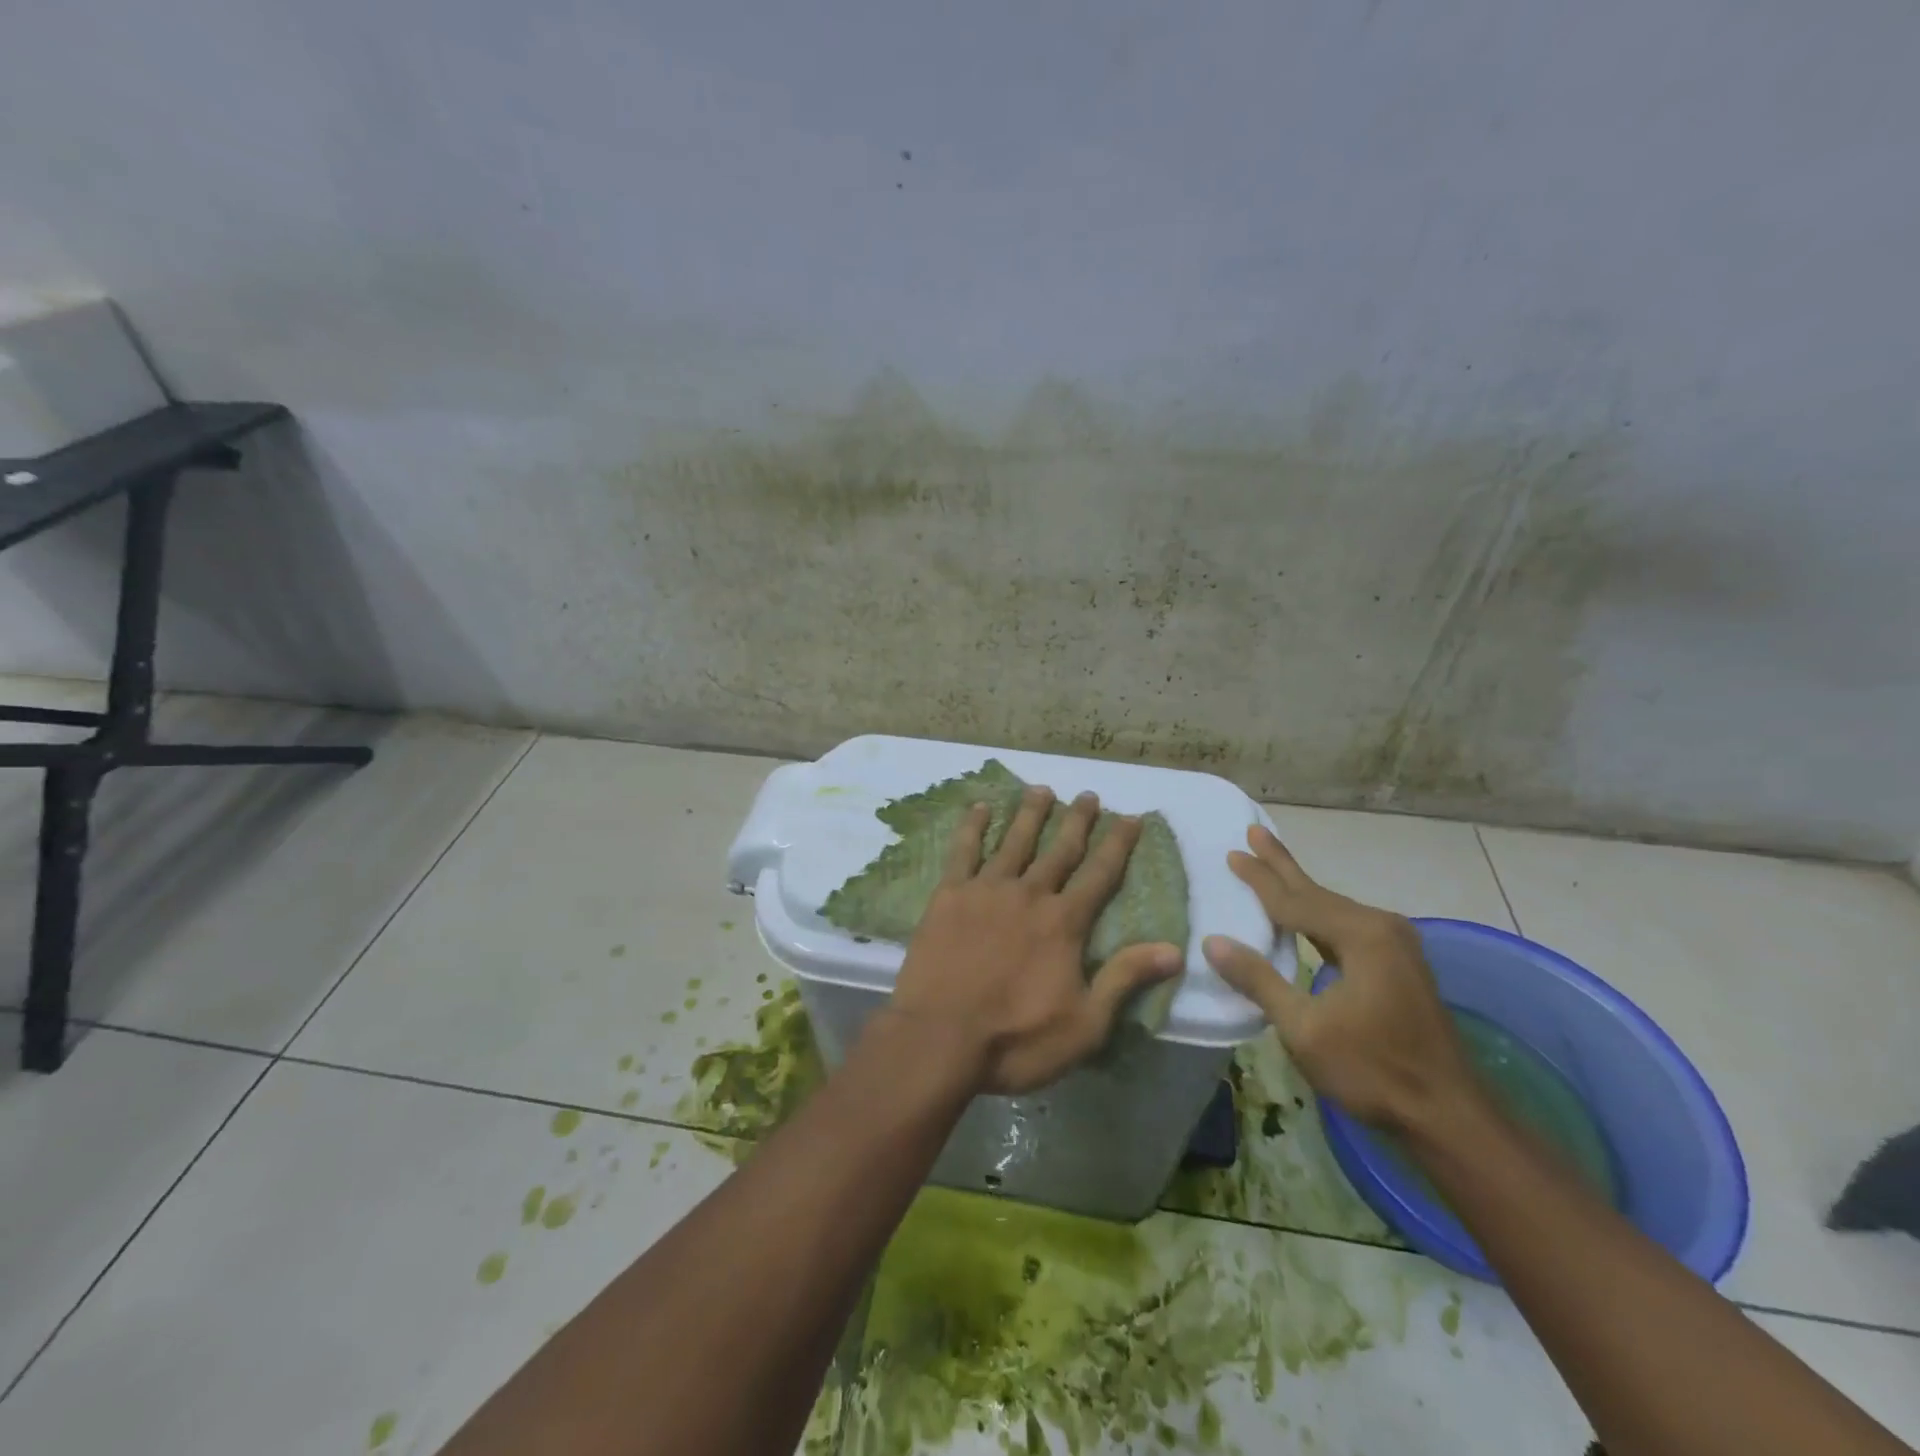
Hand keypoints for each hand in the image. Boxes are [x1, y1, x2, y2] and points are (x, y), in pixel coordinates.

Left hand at [884, 786, 1182, 1093]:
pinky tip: (980, 807)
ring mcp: (985, 890)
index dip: (1118, 844)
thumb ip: (1125, 979)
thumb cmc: (1016, 1039)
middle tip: (1088, 795)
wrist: (938, 1038)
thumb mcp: (1085, 1024)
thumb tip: (1173, 949)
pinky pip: (963, 851)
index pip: (1099, 874)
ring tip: (1041, 790)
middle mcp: (1029, 894)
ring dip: (1030, 814)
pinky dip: (973, 827)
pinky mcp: (948, 896)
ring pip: (1014, 841)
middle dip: (1077, 820)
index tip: (1130, 817)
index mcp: (1064, 923)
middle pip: (1059, 849)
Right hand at [1201, 826, 1476, 1131]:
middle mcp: (1381, 928)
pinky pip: (1346, 926)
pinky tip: (1305, 915)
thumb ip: (1259, 980)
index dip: (1260, 879)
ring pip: (1333, 908)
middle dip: (1282, 865)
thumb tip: (1212, 941)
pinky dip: (1318, 915)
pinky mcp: (1398, 965)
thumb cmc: (1373, 1070)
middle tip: (1255, 831)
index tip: (1231, 853)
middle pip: (1317, 892)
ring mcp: (1395, 946)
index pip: (1295, 901)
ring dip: (1299, 889)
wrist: (1449, 1115)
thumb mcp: (1304, 1028)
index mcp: (1360, 935)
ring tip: (1272, 865)